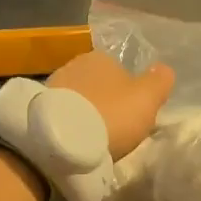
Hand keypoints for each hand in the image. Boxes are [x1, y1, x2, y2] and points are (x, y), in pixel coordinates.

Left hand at [46, 52, 174, 158]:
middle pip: (98, 86)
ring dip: (84, 115)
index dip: (129, 95)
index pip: (121, 72)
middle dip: (104, 104)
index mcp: (102, 57)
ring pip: (78, 100)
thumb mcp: (147, 99)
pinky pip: (61, 116)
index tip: (131, 117)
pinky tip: (74, 143)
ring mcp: (52, 86)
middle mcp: (74, 64)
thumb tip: (163, 69)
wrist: (61, 141)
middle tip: (113, 130)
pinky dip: (68, 126)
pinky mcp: (37, 109)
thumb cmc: (111, 115)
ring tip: (92, 140)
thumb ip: (159, 82)